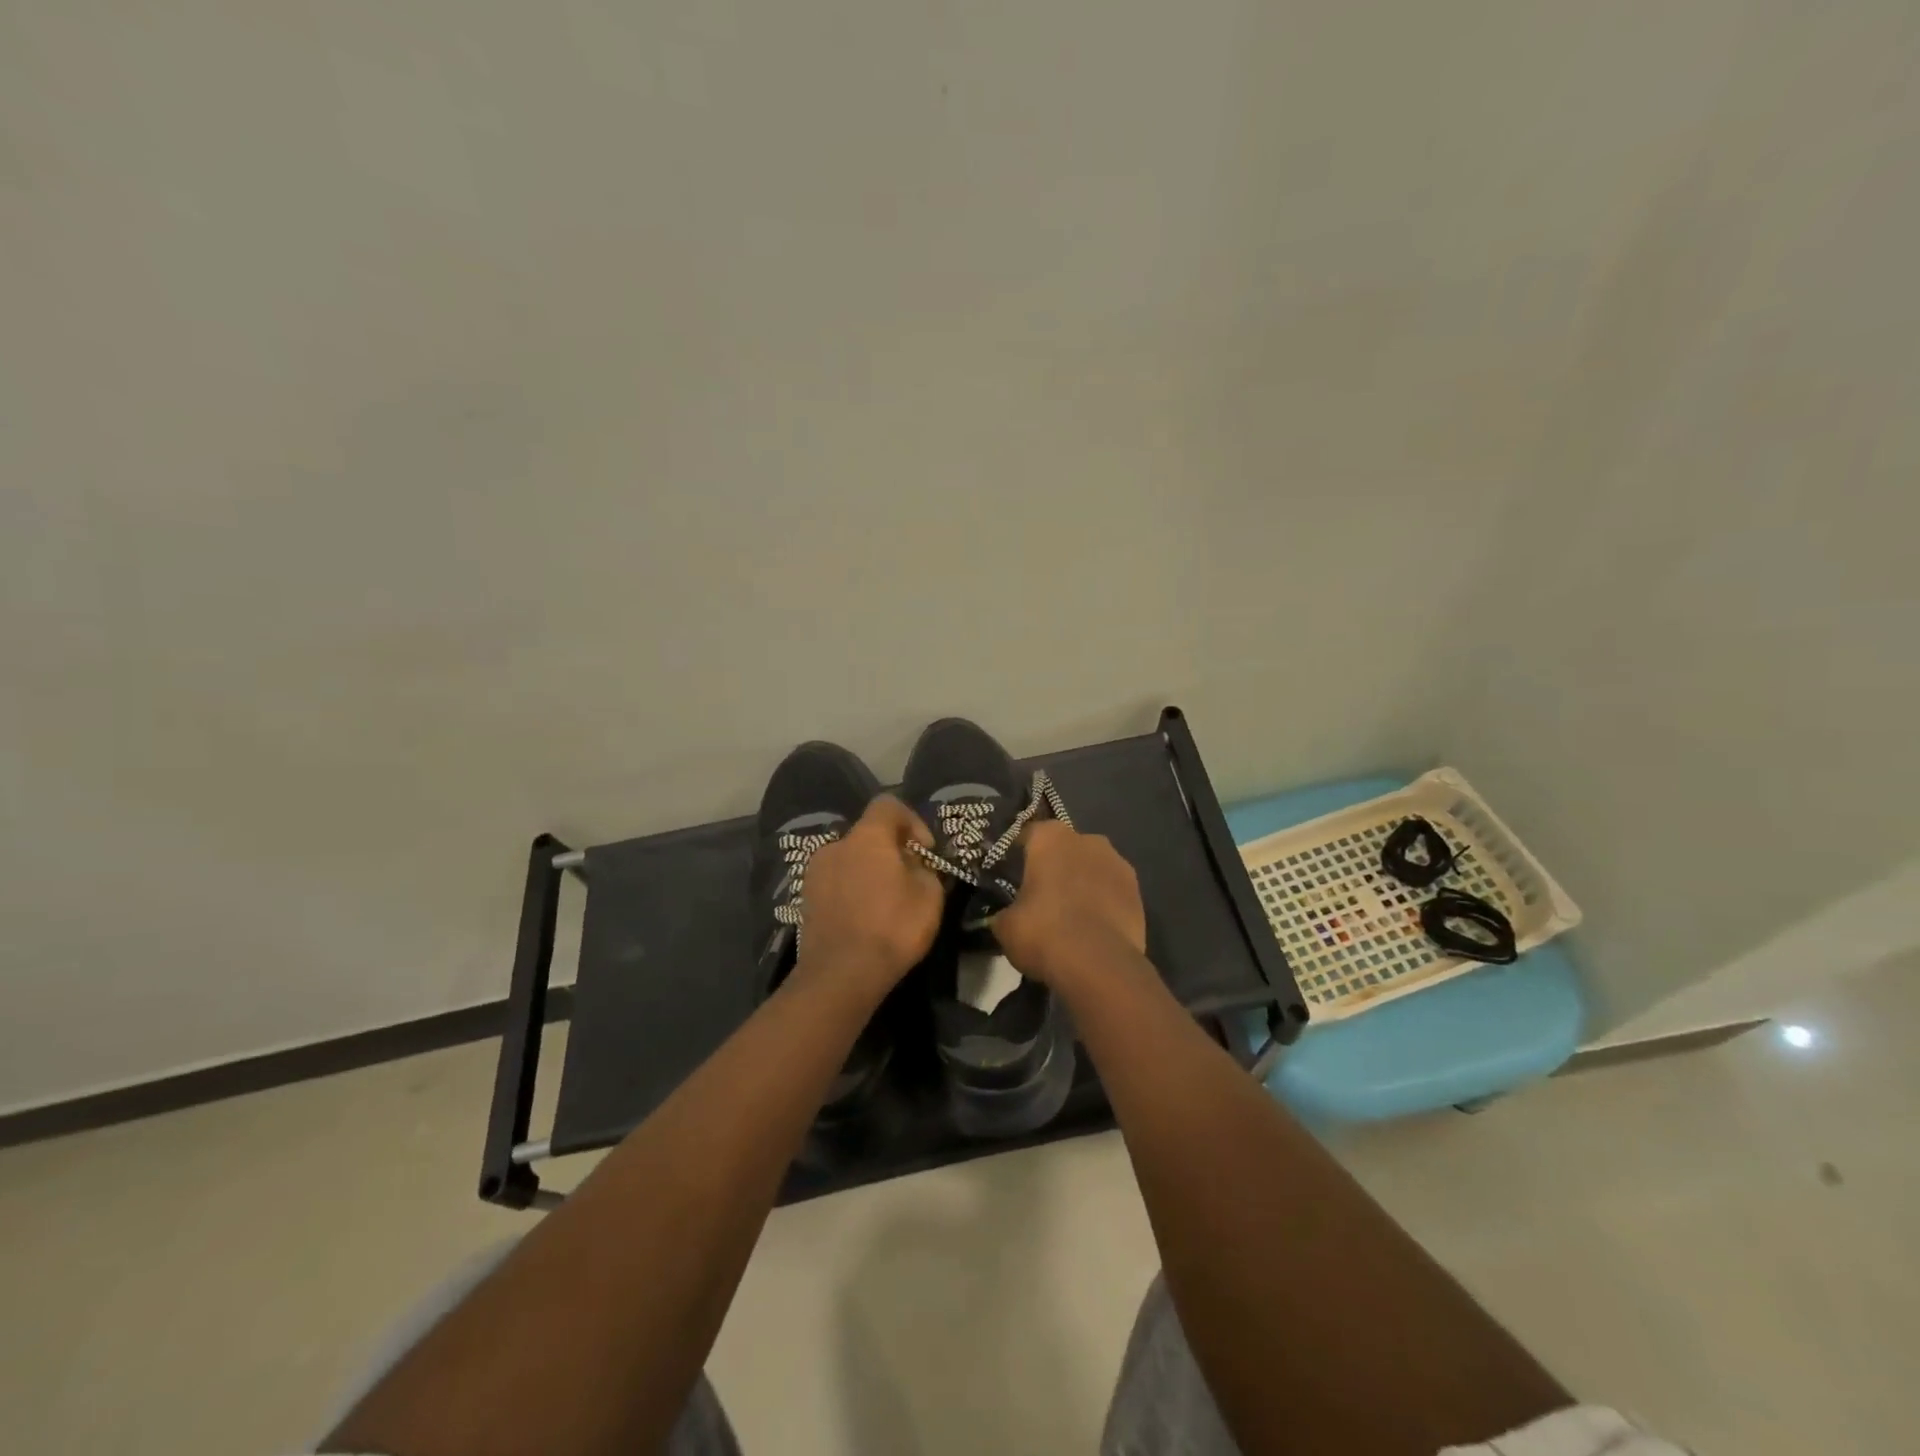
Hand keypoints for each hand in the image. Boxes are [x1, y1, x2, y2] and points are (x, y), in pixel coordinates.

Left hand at [792, 796, 944, 1002]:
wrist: (840, 975)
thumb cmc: (892, 928)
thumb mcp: (930, 896)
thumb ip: (925, 870)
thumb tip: (914, 865)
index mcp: (867, 836)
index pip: (888, 805)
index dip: (912, 821)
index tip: (924, 851)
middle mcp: (836, 845)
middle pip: (868, 835)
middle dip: (890, 851)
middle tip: (908, 880)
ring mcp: (815, 872)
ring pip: (850, 860)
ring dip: (868, 872)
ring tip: (885, 903)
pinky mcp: (805, 899)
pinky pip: (836, 883)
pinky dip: (851, 891)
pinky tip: (864, 918)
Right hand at [993, 820, 1146, 991]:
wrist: (1099, 964)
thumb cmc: (1044, 932)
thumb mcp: (1005, 926)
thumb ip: (1004, 911)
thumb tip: (1004, 916)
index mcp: (1049, 837)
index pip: (1027, 836)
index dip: (1016, 856)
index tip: (1009, 876)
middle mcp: (1086, 839)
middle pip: (1064, 848)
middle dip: (1054, 867)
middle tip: (1040, 896)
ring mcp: (1117, 862)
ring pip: (1091, 867)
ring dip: (1081, 882)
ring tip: (1070, 914)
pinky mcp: (1137, 890)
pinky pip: (1111, 890)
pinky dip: (1103, 902)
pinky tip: (1092, 926)